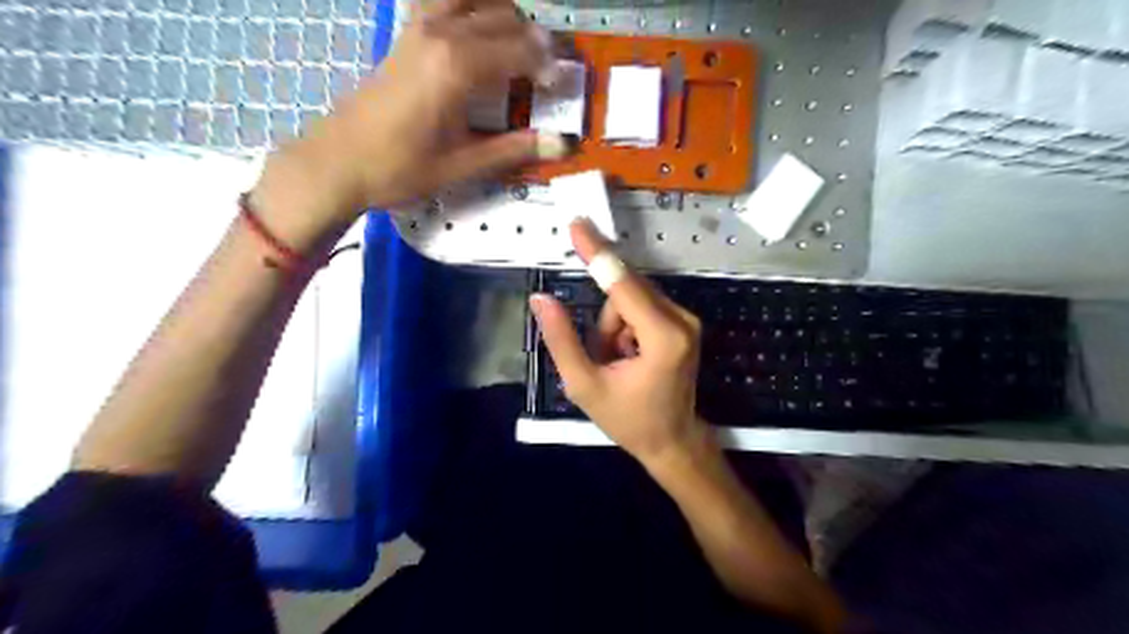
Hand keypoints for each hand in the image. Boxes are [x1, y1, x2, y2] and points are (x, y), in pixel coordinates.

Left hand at [257, 0, 575, 251]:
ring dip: (504, 14)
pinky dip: (470, 8)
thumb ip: (513, 149)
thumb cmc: (400, 169)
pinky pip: (444, 2)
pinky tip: (478, 28)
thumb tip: (562, 144)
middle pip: (504, 17)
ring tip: (520, 45)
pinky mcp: (406, 33)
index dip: (547, 65)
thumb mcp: (462, 165)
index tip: (563, 83)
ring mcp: (419, 28)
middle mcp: (441, 34)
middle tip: (549, 68)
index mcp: (458, 67)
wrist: (337, 162)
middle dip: (534, 39)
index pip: (520, 50)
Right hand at [533, 220, 713, 468]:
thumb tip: (541, 299)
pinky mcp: (683, 322)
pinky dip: (625, 327)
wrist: (673, 441)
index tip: (577, 224)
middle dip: (604, 323)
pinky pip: (640, 306)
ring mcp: (686, 319)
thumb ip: (561, 340)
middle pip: (624, 290)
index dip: (596, 252)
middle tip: (604, 357)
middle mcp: (681, 319)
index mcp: (662, 336)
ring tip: (617, 364)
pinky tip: (629, 357)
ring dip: (613, 327)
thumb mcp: (584, 386)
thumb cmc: (629, 420)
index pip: (621, 283)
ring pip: (630, 298)